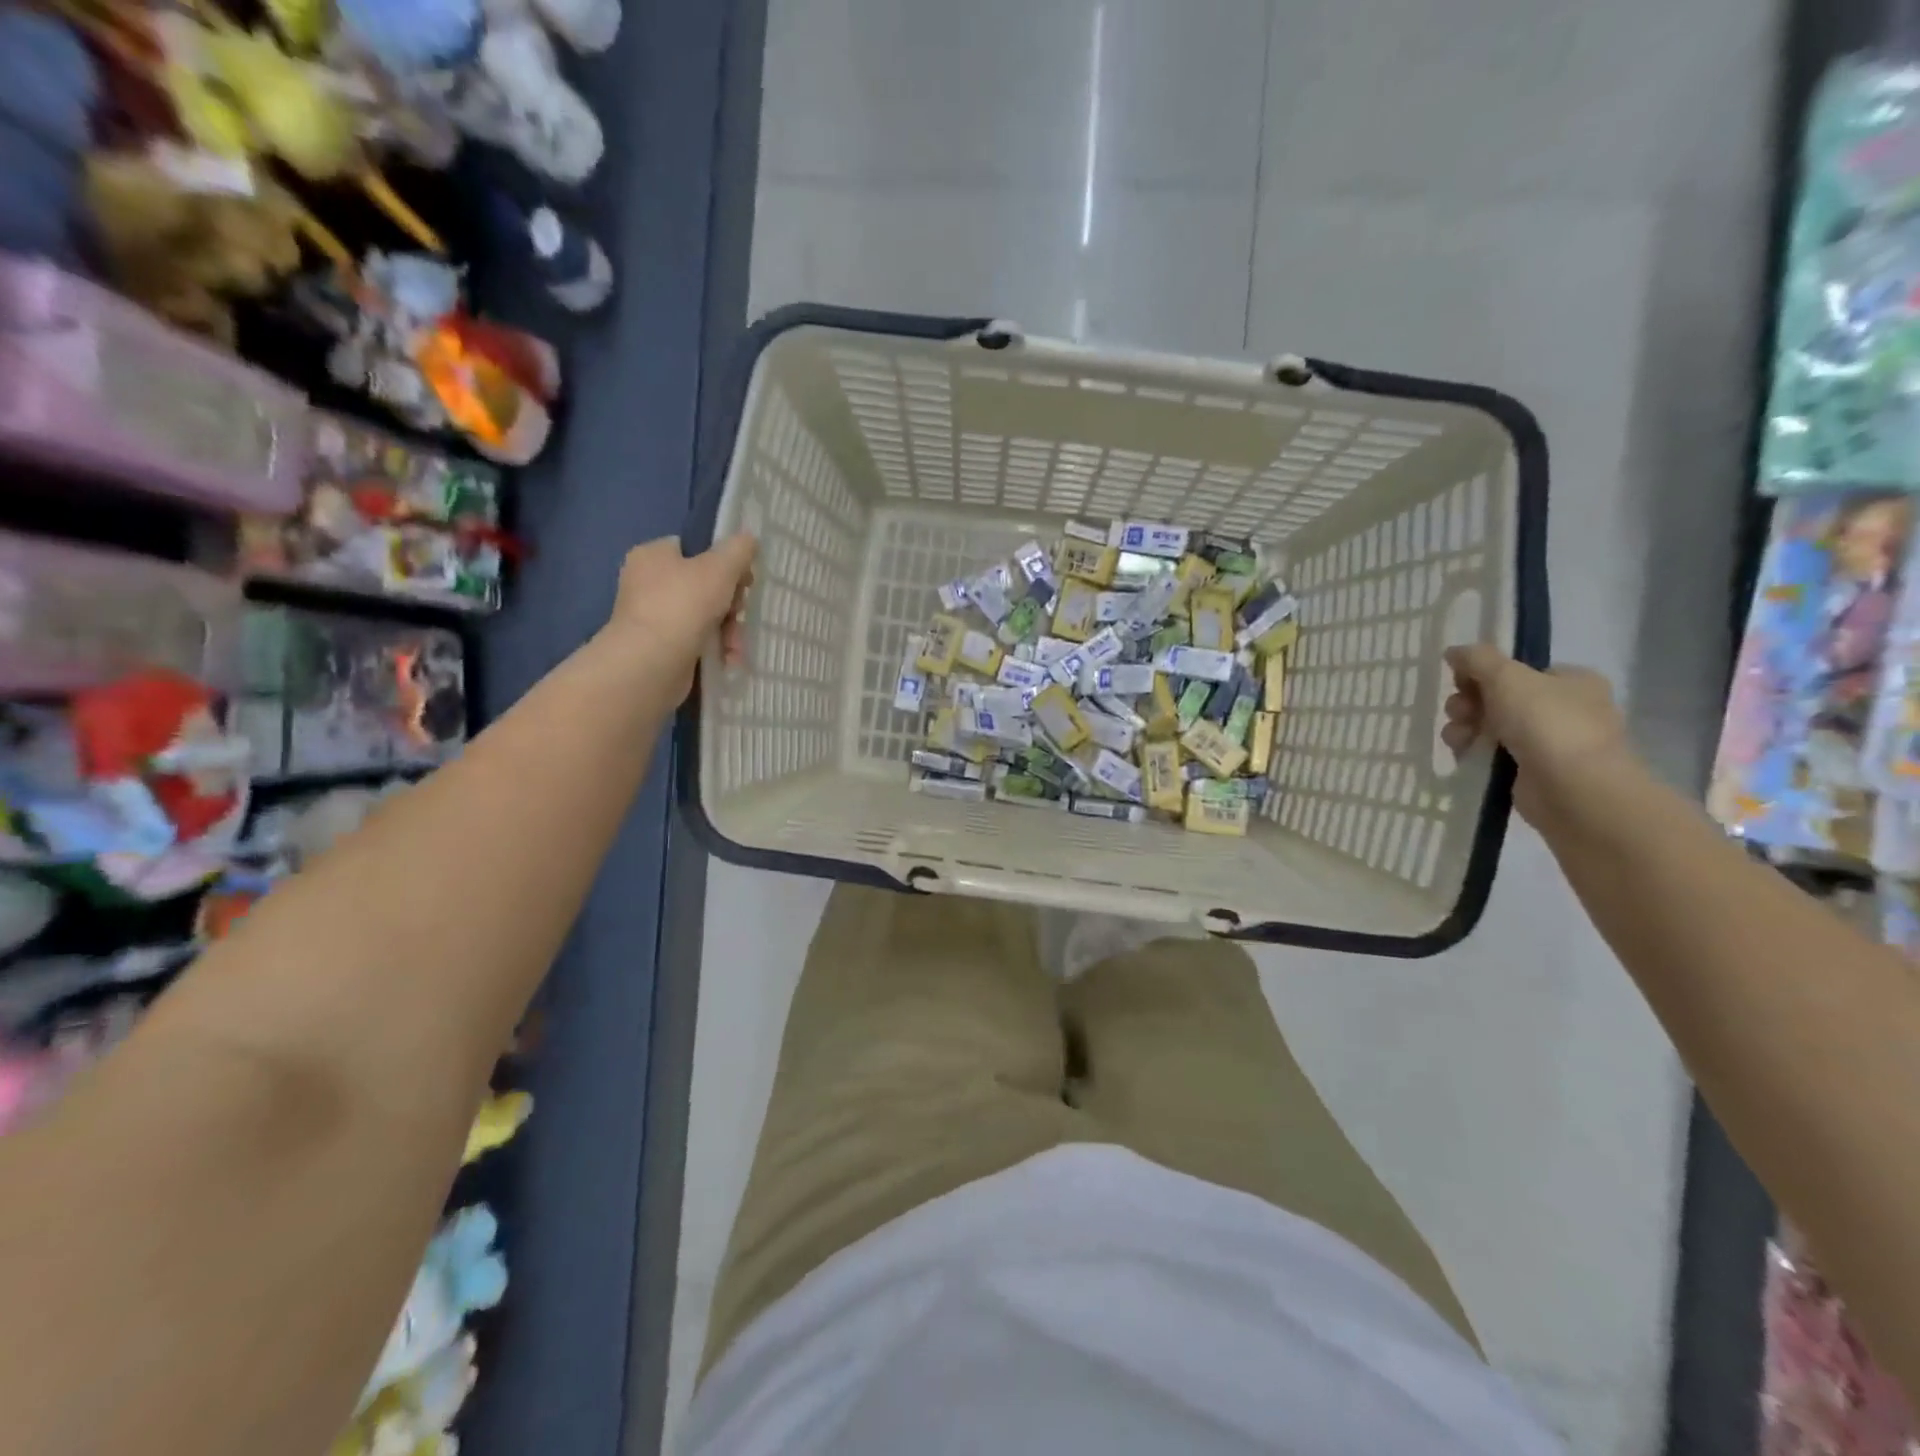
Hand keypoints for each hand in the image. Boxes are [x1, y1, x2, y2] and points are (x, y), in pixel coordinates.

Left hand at [602, 534, 755, 701]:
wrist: (651, 662)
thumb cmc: (683, 605)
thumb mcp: (720, 568)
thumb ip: (738, 550)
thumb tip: (748, 539)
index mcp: (653, 555)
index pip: (692, 549)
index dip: (722, 561)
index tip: (744, 578)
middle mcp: (646, 583)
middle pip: (702, 584)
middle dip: (730, 603)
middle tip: (739, 612)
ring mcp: (652, 617)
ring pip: (703, 615)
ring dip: (728, 629)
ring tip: (735, 644)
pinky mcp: (659, 646)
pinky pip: (696, 640)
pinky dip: (714, 648)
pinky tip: (728, 657)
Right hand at [1441, 644, 1630, 825]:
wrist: (1573, 789)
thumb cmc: (1547, 723)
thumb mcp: (1507, 677)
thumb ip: (1477, 659)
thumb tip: (1454, 652)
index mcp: (1572, 681)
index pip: (1518, 671)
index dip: (1483, 674)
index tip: (1461, 683)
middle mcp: (1564, 709)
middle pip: (1498, 698)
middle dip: (1469, 703)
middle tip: (1459, 711)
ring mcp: (1548, 743)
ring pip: (1490, 727)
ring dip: (1465, 728)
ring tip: (1458, 738)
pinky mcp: (1531, 772)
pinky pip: (1491, 755)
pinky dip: (1474, 753)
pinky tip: (1463, 755)